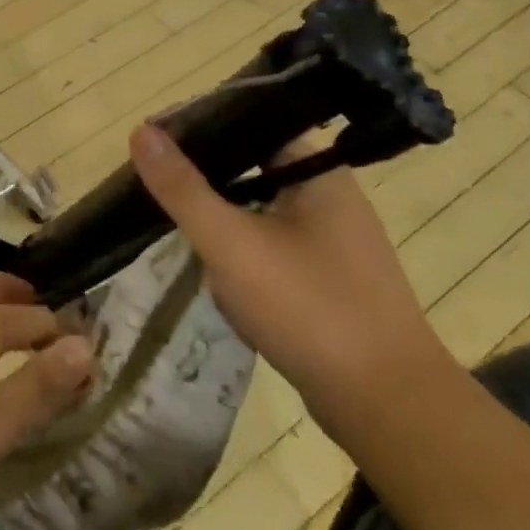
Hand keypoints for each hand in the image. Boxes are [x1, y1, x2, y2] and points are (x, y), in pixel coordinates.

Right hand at [129, 124, 449, 427]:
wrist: (388, 407)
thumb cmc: (309, 309)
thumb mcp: (231, 243)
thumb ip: (182, 188)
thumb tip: (140, 131)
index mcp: (317, 171)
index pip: (249, 122)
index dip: (198, 125)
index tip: (151, 139)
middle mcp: (330, 194)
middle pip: (251, 164)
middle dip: (203, 175)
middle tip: (152, 181)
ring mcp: (332, 239)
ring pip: (258, 207)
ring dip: (219, 214)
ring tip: (170, 217)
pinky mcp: (327, 277)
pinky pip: (271, 244)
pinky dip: (239, 247)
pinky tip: (211, 265)